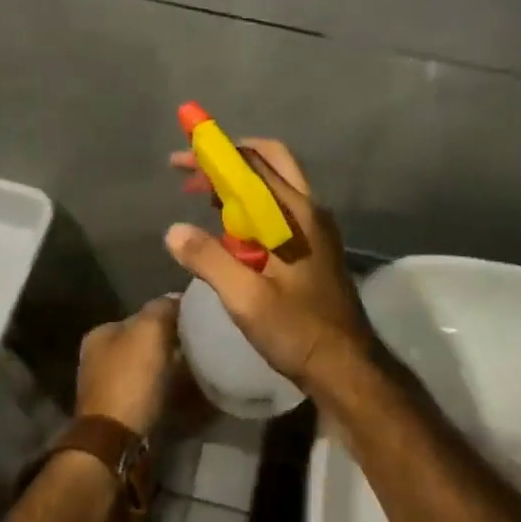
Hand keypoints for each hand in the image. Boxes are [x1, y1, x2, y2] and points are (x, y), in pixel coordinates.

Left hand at [75, 295, 181, 436]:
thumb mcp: (150, 330)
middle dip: (168, 344)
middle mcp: (98, 358)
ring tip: (195, 371)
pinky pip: (148, 393)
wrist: (116, 442)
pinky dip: (163, 391)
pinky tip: (181, 393)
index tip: (193, 323)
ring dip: (167, 369)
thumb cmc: (131, 379)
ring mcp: (106, 388)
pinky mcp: (119, 415)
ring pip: (147, 369)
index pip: (140, 315)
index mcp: (100, 334)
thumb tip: (176, 298)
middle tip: (197, 347)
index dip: (168, 316)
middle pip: (143, 343)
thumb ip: (162, 308)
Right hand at [165, 139, 375, 386]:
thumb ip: (209, 260)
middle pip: (270, 163)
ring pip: (275, 186)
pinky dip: (251, 207)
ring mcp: (316, 228)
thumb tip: (173, 230)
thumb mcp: (246, 299)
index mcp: (296, 214)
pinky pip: (279, 210)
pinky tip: (228, 232)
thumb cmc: (298, 331)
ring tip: (203, 198)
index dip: (215, 154)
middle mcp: (309, 211)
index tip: (181, 158)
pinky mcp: (314, 246)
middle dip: (229, 161)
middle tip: (194, 174)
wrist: (347, 367)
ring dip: (239, 184)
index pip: (253, 164)